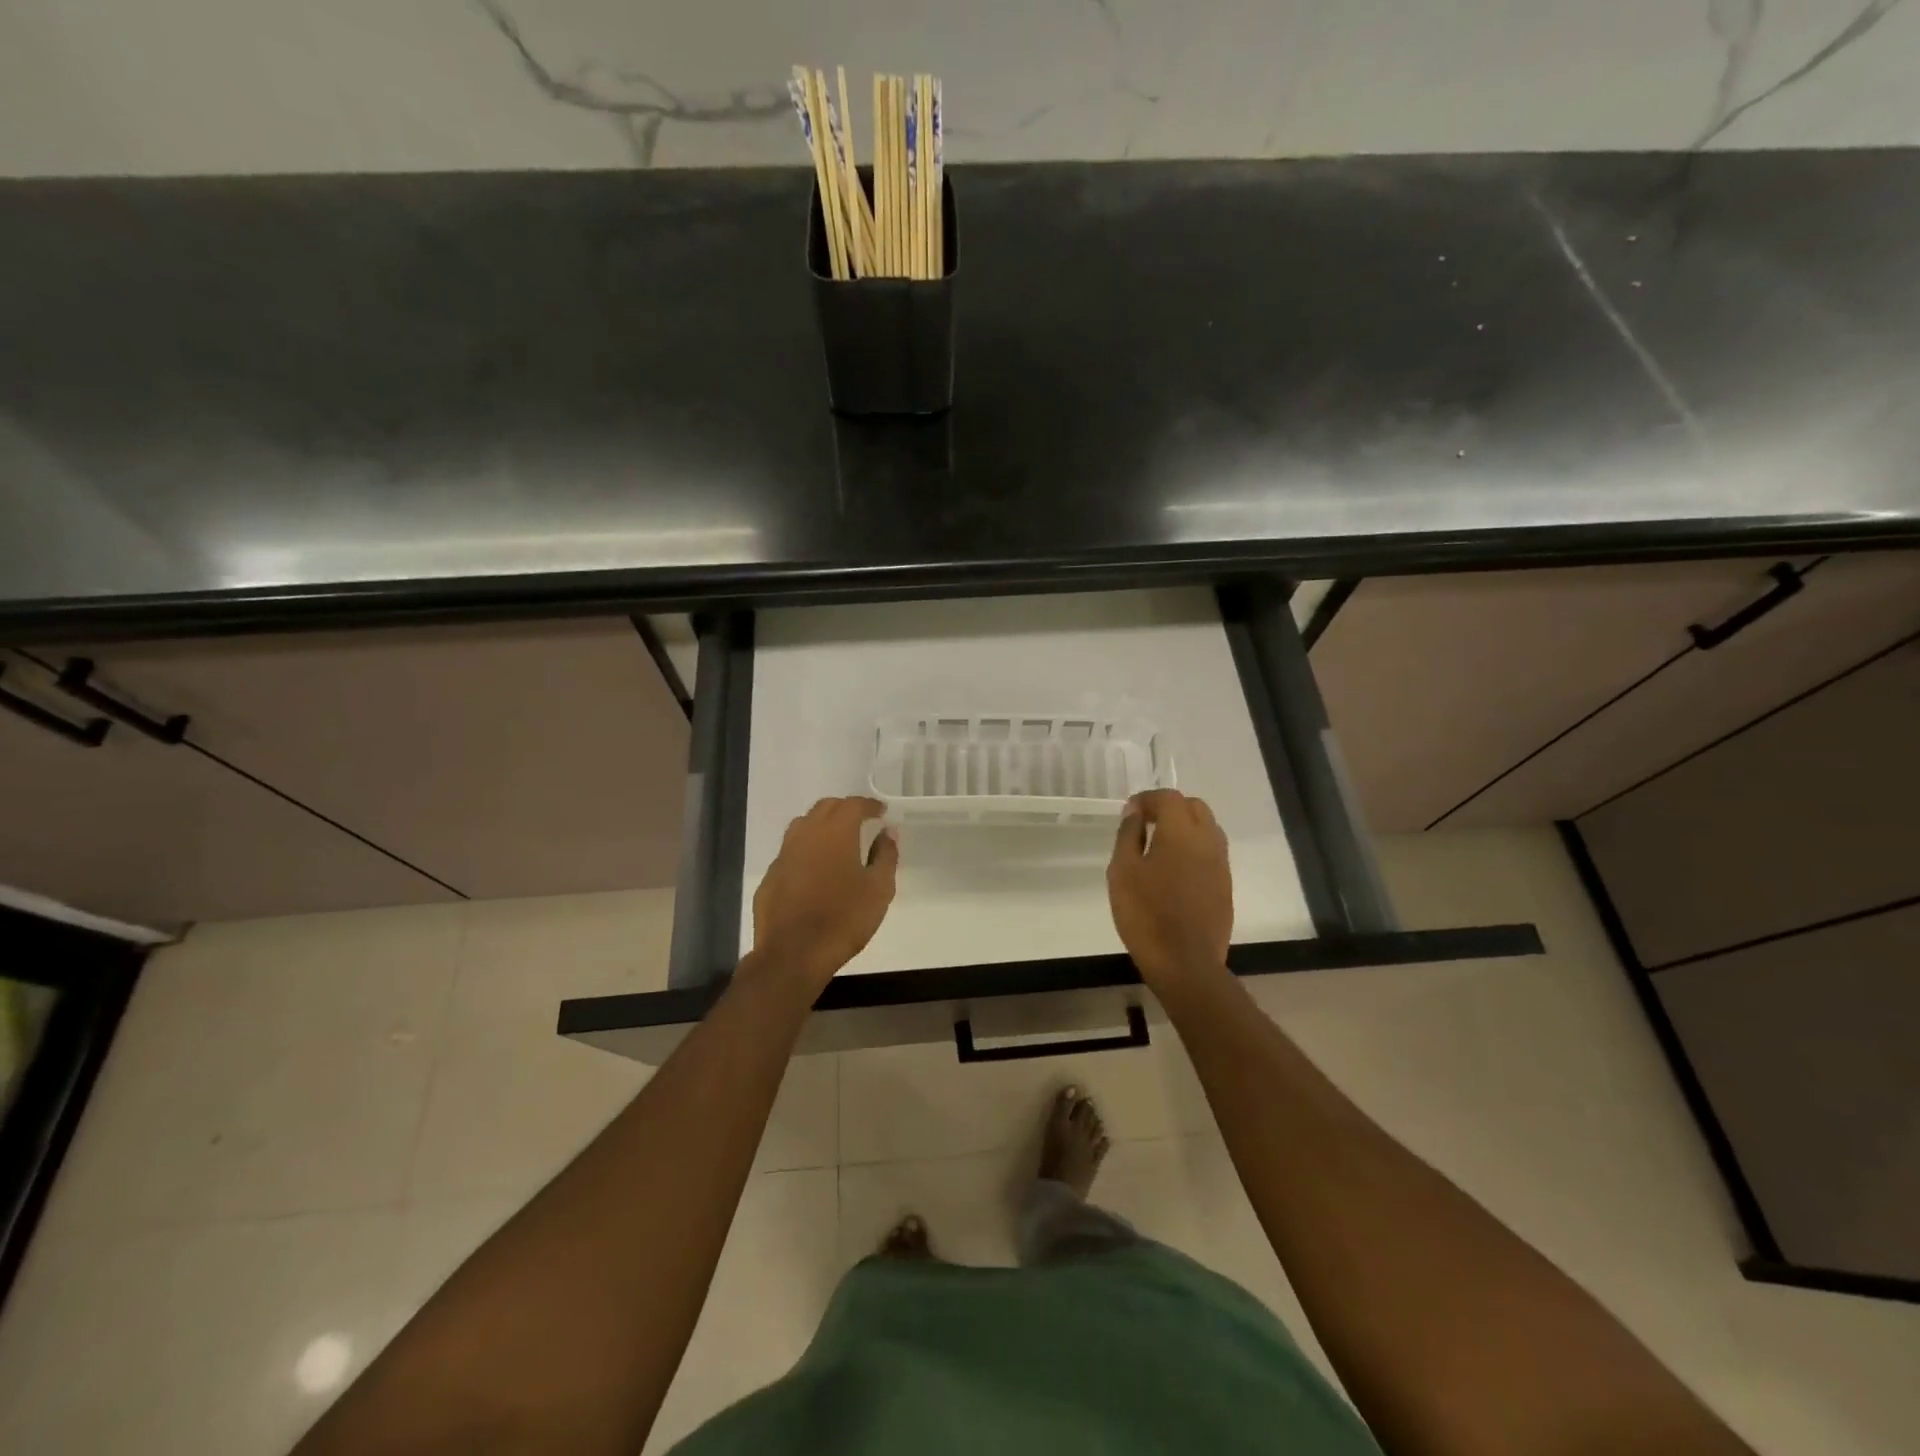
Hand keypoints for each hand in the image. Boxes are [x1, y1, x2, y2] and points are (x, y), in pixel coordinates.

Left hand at [750, 797, 898, 991]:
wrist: (794, 954)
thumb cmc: (844, 919)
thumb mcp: (879, 889)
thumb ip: (885, 855)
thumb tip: (887, 831)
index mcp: (835, 832)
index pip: (853, 804)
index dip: (869, 805)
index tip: (881, 812)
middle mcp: (806, 835)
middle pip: (825, 808)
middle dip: (844, 810)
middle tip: (860, 822)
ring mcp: (783, 855)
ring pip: (803, 826)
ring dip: (821, 826)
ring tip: (836, 842)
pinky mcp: (770, 877)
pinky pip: (790, 853)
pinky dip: (805, 852)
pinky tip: (813, 872)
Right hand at [1107, 789, 1232, 990]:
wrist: (1186, 963)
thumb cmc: (1146, 914)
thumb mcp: (1123, 871)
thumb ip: (1128, 835)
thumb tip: (1135, 812)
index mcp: (1181, 832)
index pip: (1169, 798)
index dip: (1147, 798)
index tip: (1129, 811)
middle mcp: (1208, 840)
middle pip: (1194, 807)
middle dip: (1170, 807)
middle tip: (1145, 823)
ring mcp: (1221, 864)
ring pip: (1207, 829)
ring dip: (1185, 827)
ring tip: (1159, 845)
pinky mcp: (1225, 886)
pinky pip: (1211, 852)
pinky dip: (1194, 848)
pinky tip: (1174, 869)